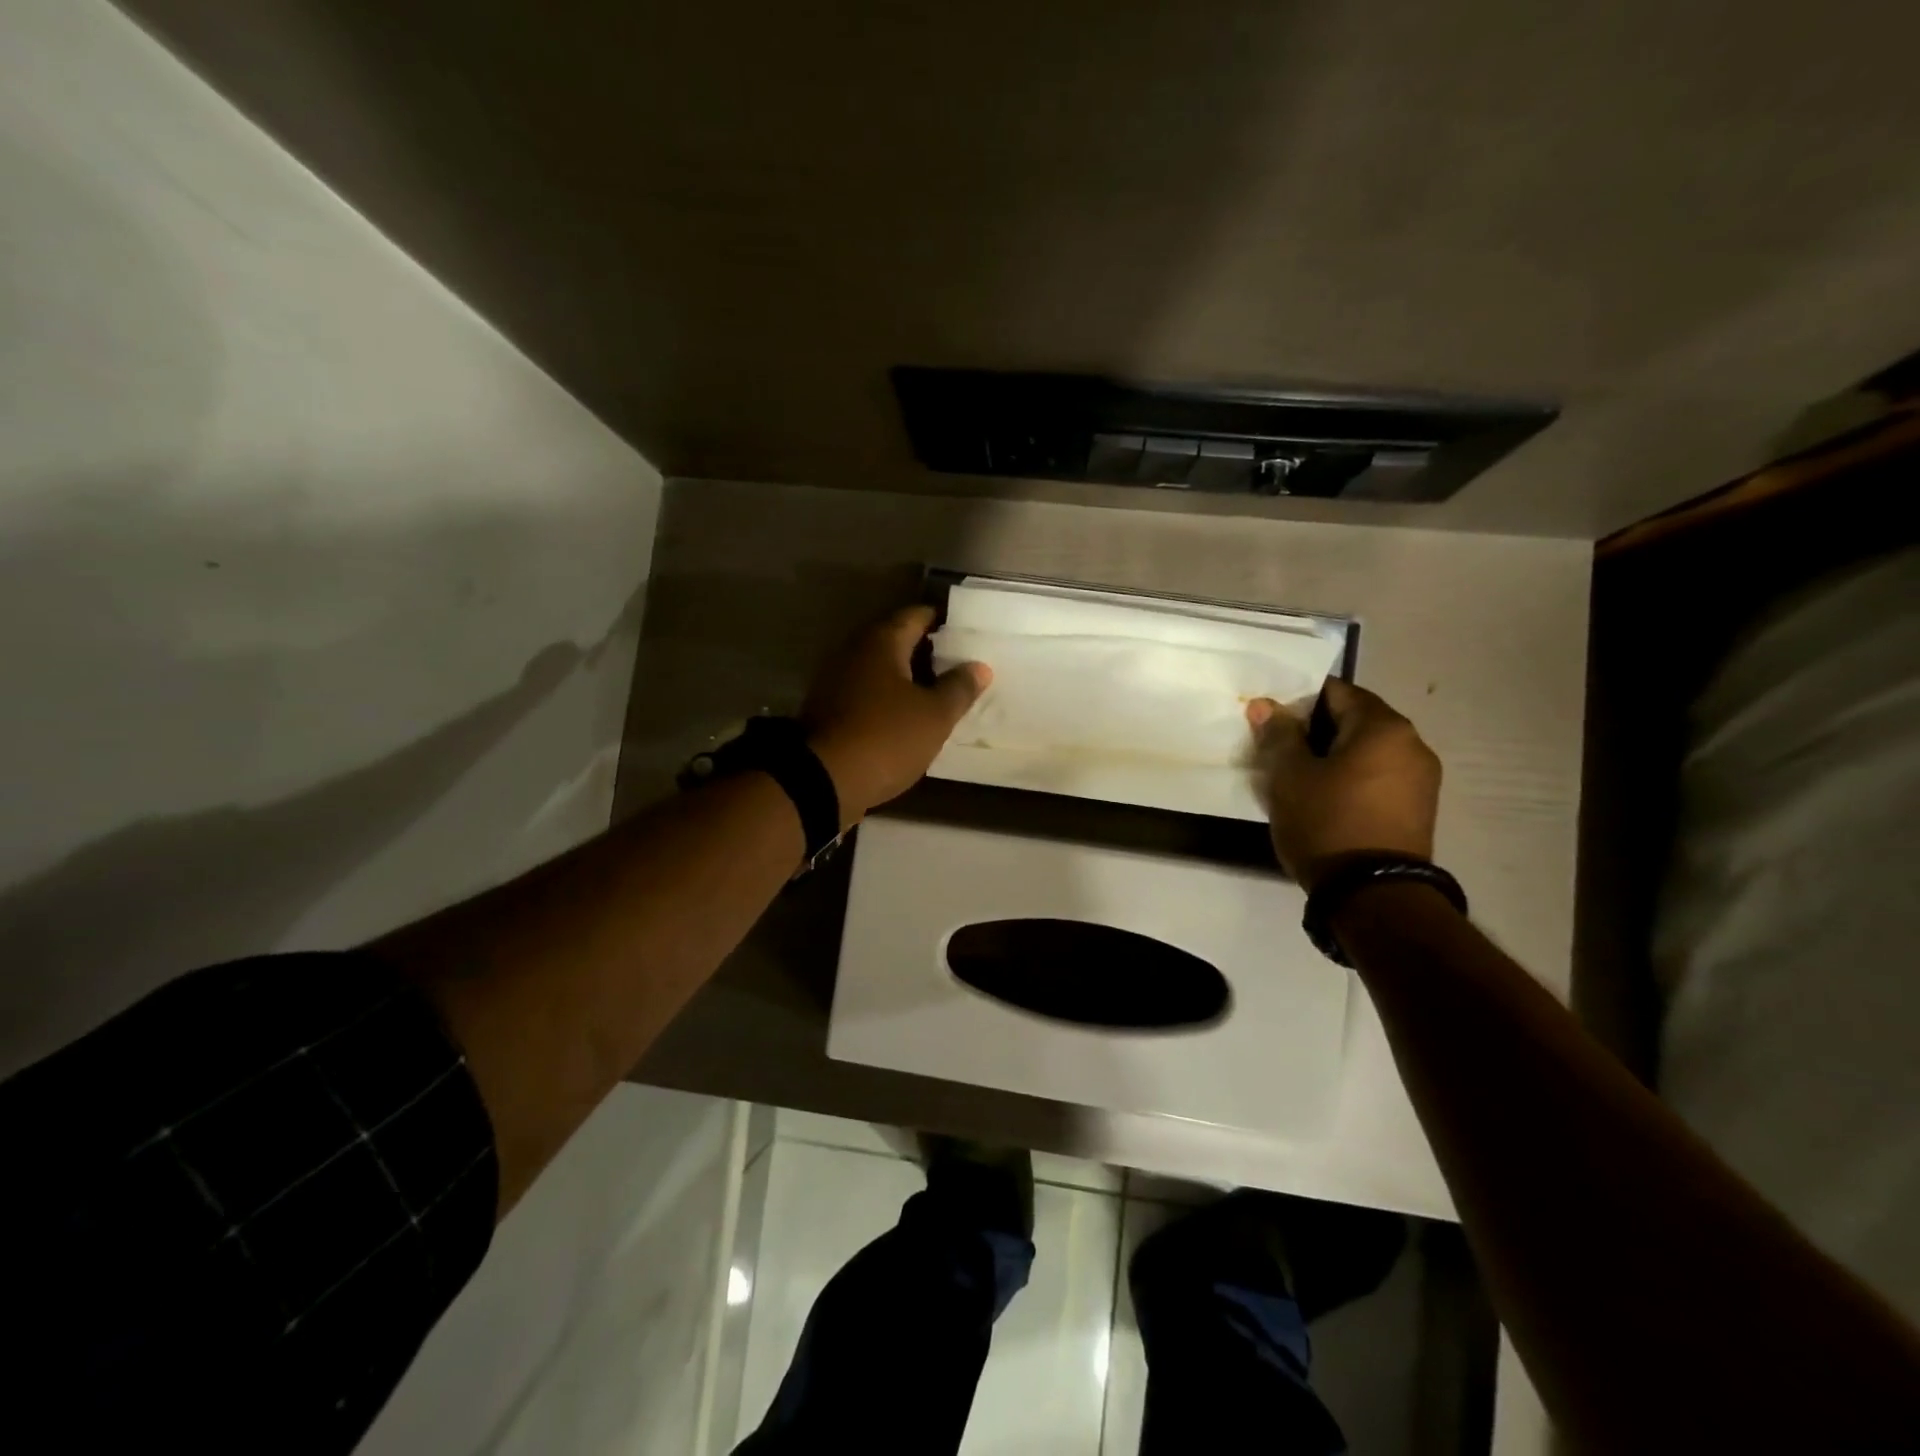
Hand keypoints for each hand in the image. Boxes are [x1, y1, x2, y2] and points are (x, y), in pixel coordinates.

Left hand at [802, 606, 990, 825]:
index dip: (942, 621)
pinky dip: (887, 699)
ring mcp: (836, 681)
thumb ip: (959, 688)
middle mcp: (854, 651)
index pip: (916, 615)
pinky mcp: (828, 710)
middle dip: (926, 651)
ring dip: (906, 678)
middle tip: (958, 665)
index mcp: (881, 642)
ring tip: (938, 693)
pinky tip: (907, 717)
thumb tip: (979, 666)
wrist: (821, 781)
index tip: (966, 633)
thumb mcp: (934, 716)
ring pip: (880, 670)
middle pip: (896, 641)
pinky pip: (866, 694)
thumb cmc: (885, 738)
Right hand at [1246, 679, 1441, 891]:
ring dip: (1334, 756)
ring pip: (1367, 751)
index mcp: (1384, 727)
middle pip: (1355, 721)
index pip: (1336, 692)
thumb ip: (1279, 734)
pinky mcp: (1418, 809)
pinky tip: (1325, 800)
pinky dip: (1351, 778)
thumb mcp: (1290, 776)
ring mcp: (1421, 779)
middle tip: (1280, 749)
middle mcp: (1413, 744)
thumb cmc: (1327, 823)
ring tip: (1299, 778)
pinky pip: (1378, 778)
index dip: (1299, 700)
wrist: (1373, 896)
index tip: (1272, 719)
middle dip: (1316, 730)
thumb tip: (1267, 705)